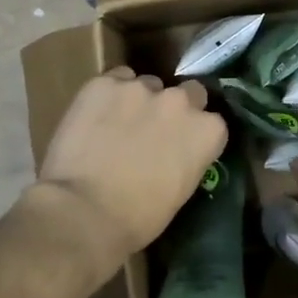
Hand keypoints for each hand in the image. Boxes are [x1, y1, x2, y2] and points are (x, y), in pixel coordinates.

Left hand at [32, 66, 227, 274]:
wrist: (85, 211)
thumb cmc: (138, 218)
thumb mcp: (180, 191)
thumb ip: (187, 158)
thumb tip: (174, 152)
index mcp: (207, 132)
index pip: (212, 121)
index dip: (194, 133)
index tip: (181, 146)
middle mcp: (180, 102)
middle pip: (187, 92)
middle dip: (175, 108)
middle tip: (153, 130)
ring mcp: (141, 88)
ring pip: (147, 84)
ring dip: (139, 101)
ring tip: (117, 125)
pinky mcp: (104, 84)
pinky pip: (113, 80)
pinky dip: (108, 95)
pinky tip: (95, 117)